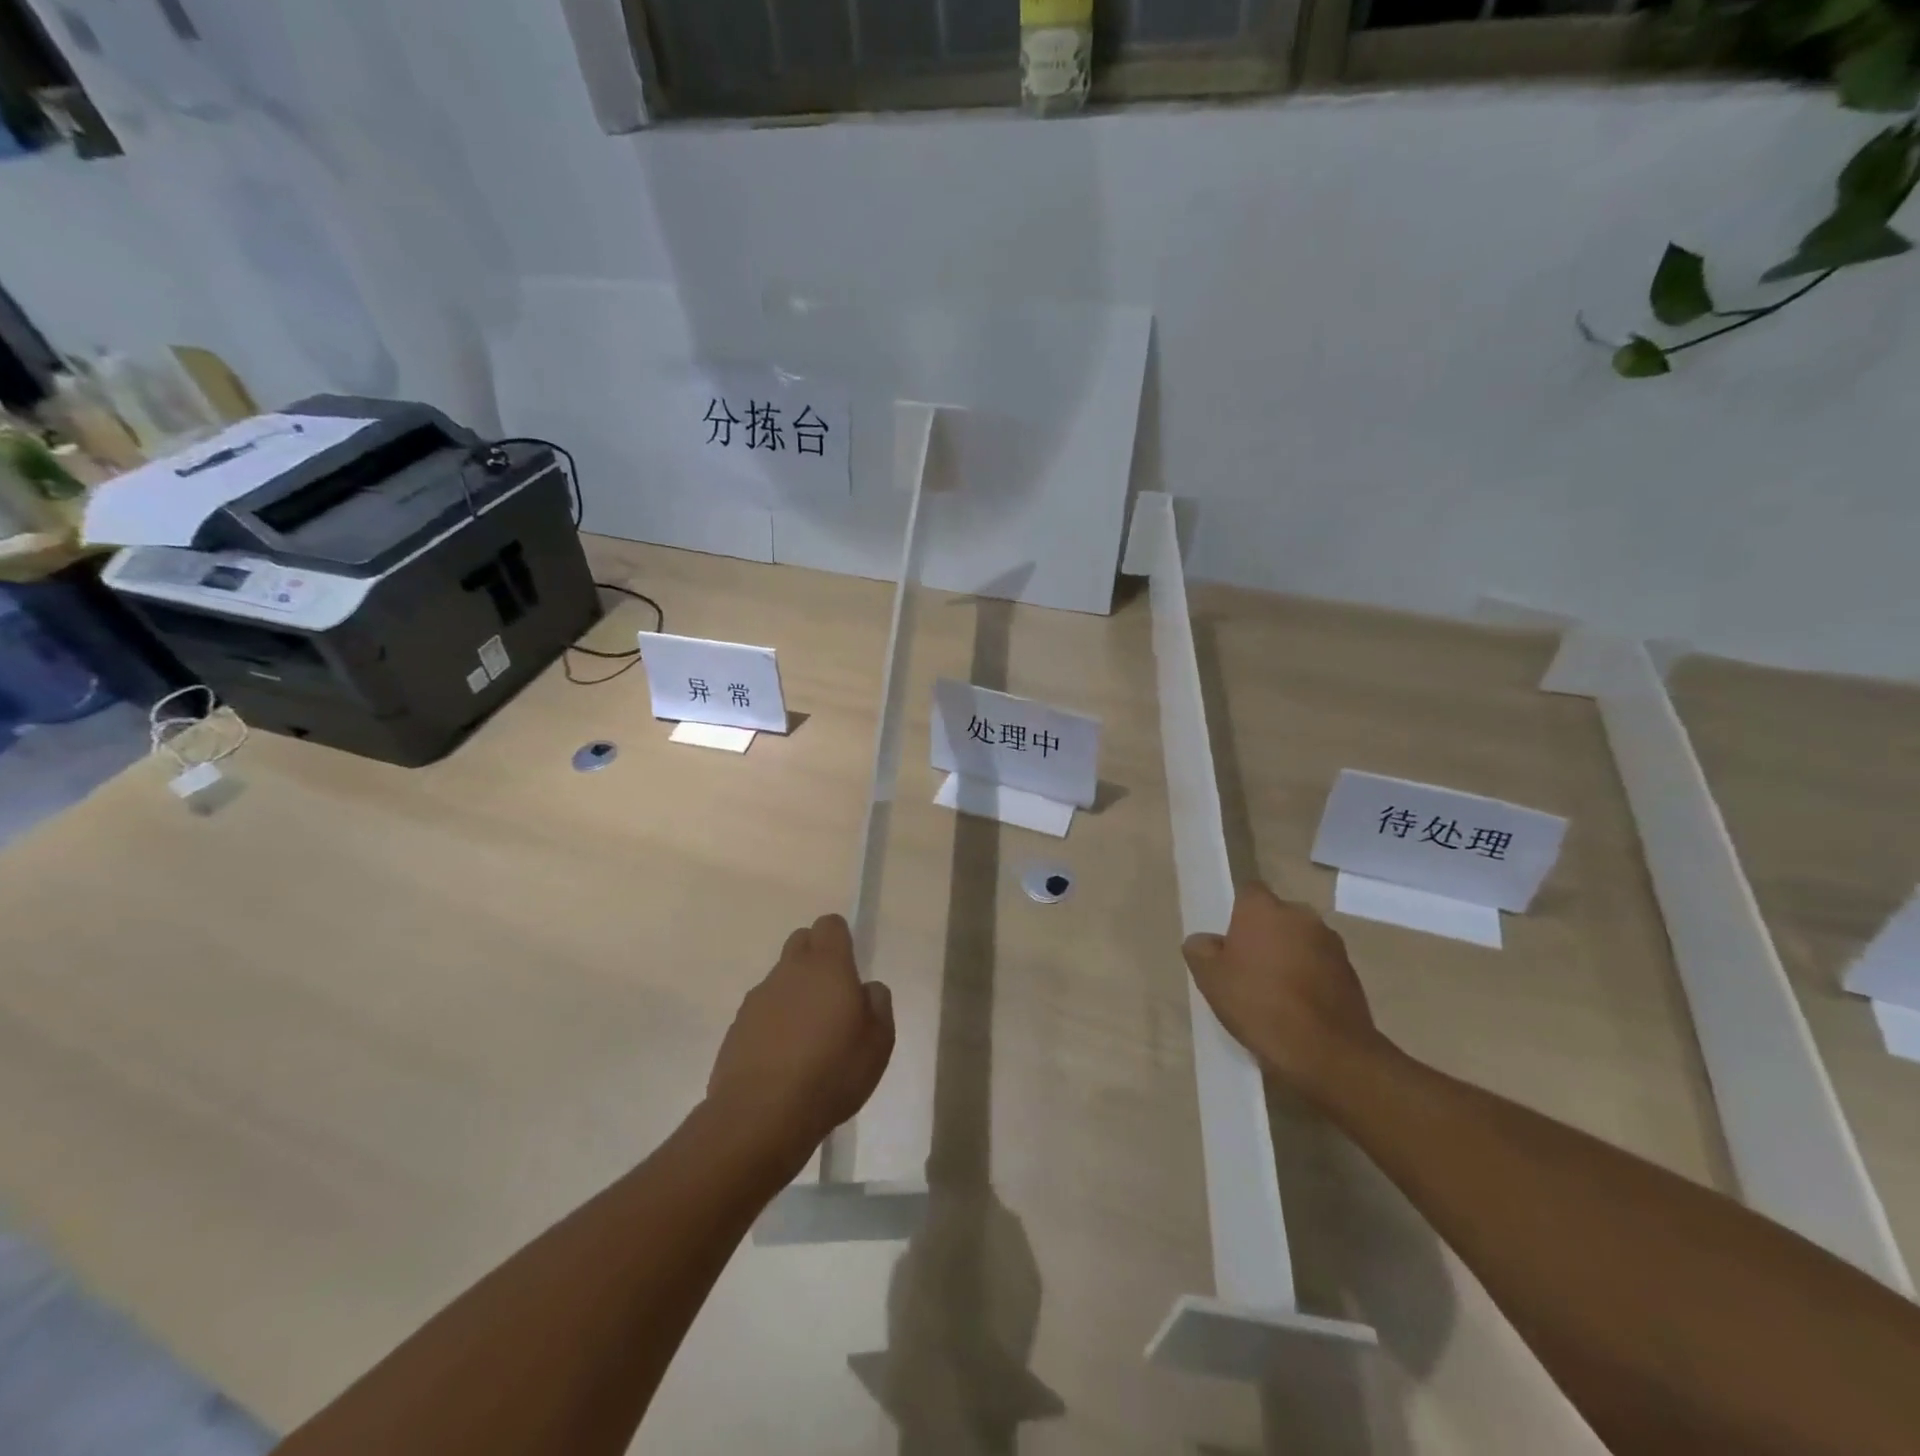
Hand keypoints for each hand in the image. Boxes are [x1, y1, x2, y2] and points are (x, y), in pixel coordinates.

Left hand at [707, 914, 894, 1163]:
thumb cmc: (832, 1073)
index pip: (830, 925)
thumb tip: (866, 988)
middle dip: (816, 958)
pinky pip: (762, 1011)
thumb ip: (878, 1004)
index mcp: (827, 966)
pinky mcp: (737, 1027)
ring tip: (808, 1038)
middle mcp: (789, 971)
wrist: (761, 1116)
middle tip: (831, 997)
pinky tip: (783, 1060)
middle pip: (801, 942)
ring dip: (794, 994)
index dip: (840, 938)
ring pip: (780, 979)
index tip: (849, 966)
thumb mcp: (879, 1042)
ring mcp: (758, 998)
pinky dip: (774, 1024)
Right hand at [1182, 883, 1383, 1099]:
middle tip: (1248, 966)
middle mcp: (1301, 915)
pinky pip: (1321, 966)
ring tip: (1276, 992)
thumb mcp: (1209, 978)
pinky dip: (1311, 978)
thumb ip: (1200, 950)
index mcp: (1264, 909)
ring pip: (1301, 940)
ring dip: (1290, 955)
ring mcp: (1331, 943)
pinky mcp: (1351, 972)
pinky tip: (1299, 1008)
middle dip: (1265, 934)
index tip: (1229, 939)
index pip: (1247, 892)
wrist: (1325, 1051)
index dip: (1237, 912)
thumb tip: (1206, 941)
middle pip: (1277, 916)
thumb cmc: (1258, 1003)